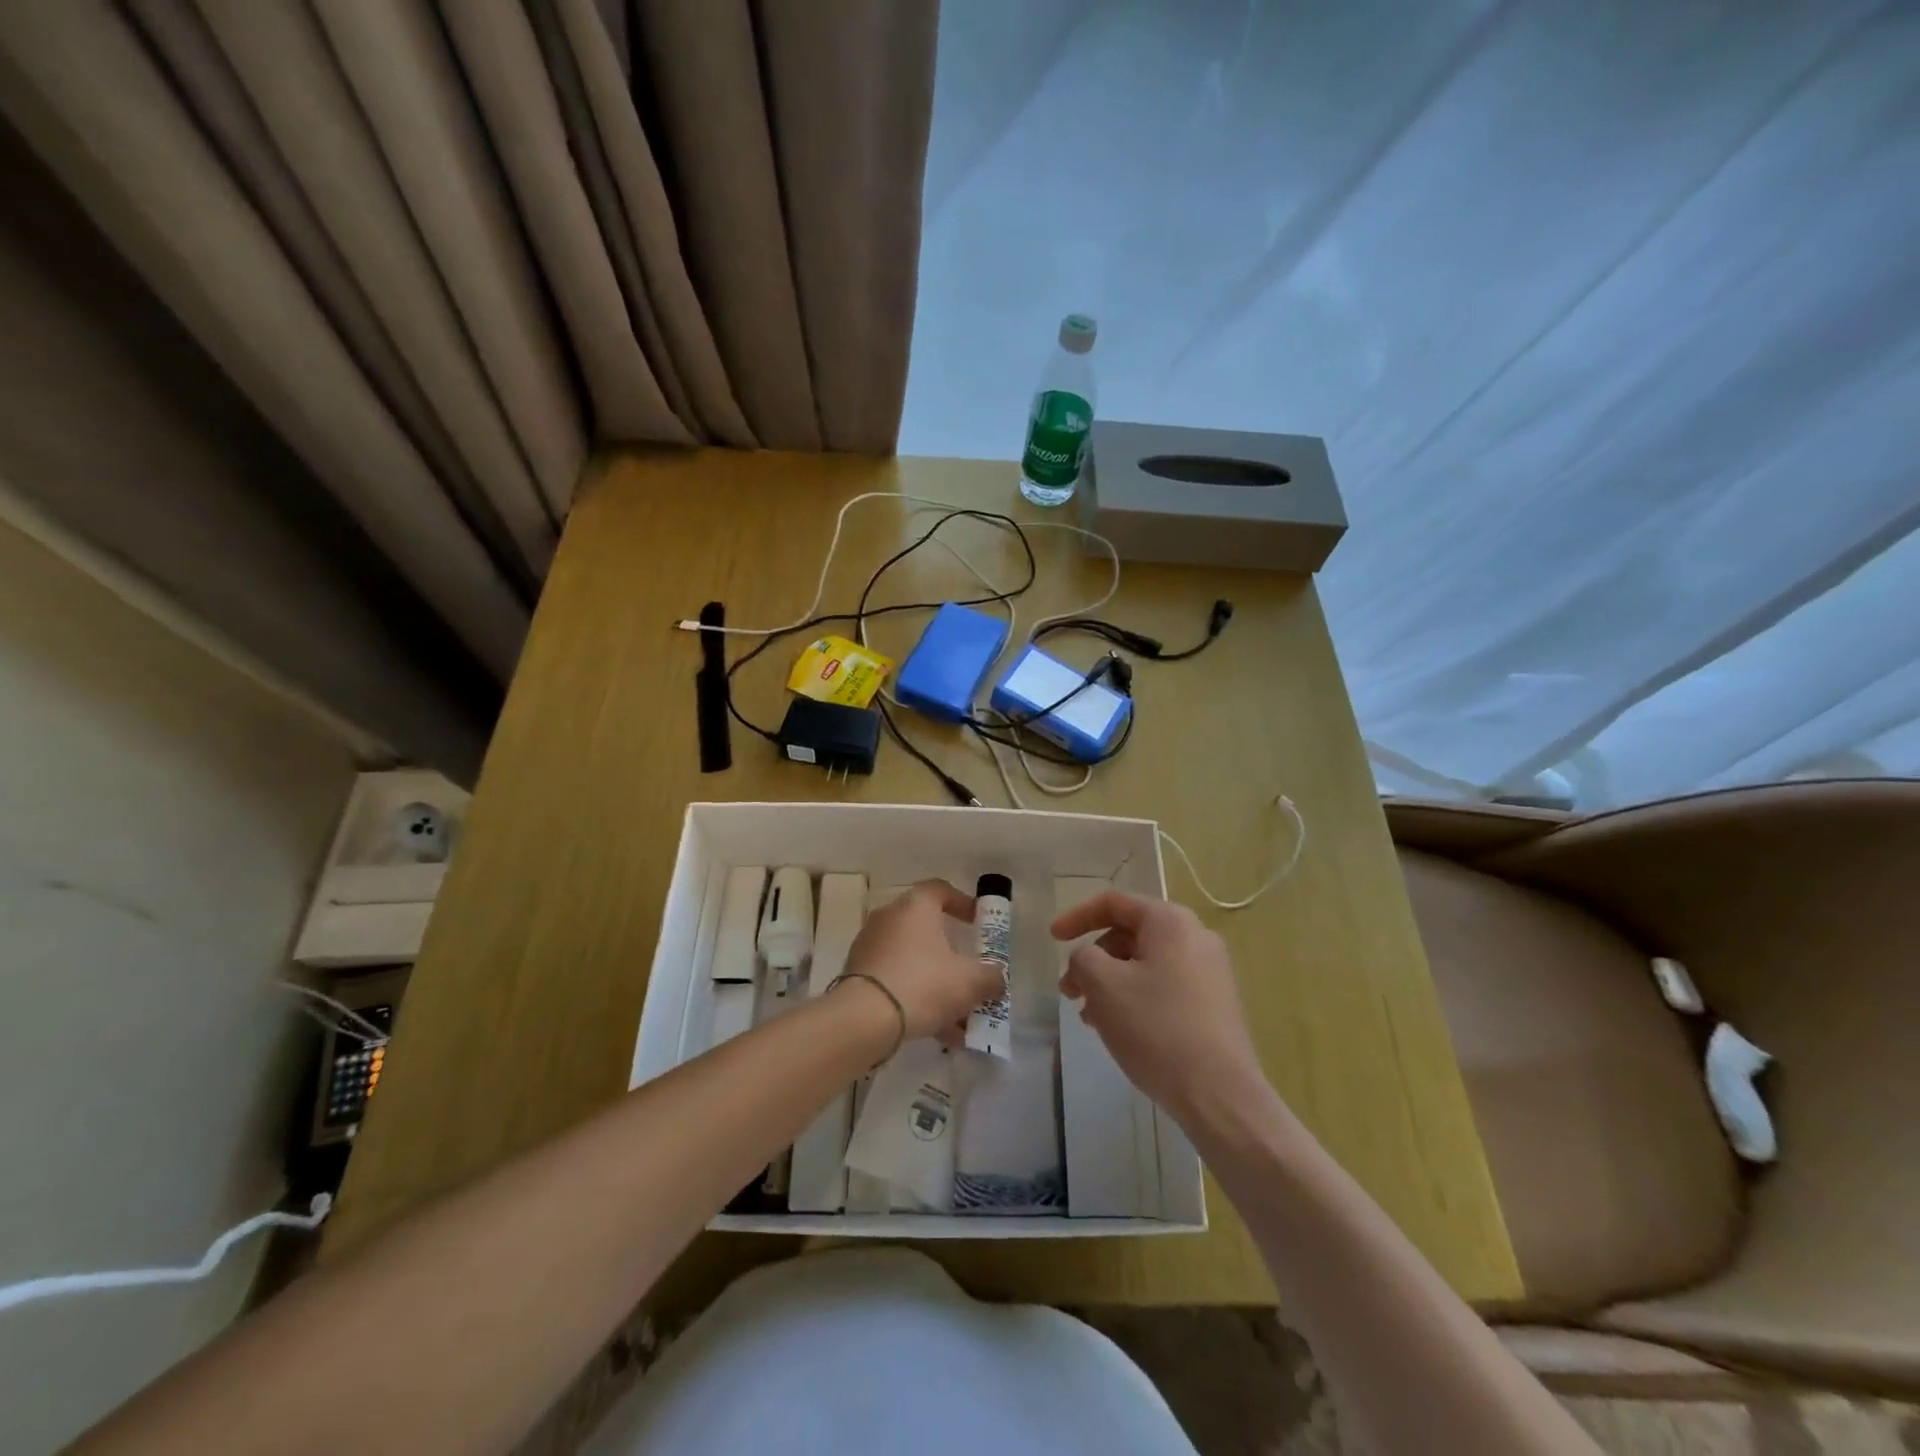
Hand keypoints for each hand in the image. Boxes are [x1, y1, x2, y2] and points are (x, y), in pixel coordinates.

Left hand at [841, 880, 1003, 1041]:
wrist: (863, 1019)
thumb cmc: (923, 984)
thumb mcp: (969, 981)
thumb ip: (990, 978)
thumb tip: (997, 979)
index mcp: (915, 906)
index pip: (940, 890)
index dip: (962, 903)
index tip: (978, 923)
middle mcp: (889, 918)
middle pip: (927, 929)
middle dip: (952, 955)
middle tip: (970, 975)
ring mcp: (870, 947)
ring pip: (912, 960)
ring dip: (937, 983)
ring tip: (959, 1018)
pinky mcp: (858, 975)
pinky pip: (896, 980)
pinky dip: (916, 998)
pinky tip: (936, 1030)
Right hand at [1052, 890, 1267, 1118]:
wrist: (1220, 1094)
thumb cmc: (1156, 1028)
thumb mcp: (1103, 985)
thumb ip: (1083, 958)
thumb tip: (1088, 960)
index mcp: (1170, 922)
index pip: (1114, 903)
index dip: (1077, 916)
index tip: (1052, 939)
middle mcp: (1195, 937)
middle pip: (1129, 934)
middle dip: (1092, 959)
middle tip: (1068, 991)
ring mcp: (1209, 972)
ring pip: (1144, 964)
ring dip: (1109, 983)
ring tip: (1089, 1017)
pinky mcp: (1213, 1004)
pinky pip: (1163, 986)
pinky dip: (1134, 997)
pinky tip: (1117, 1029)